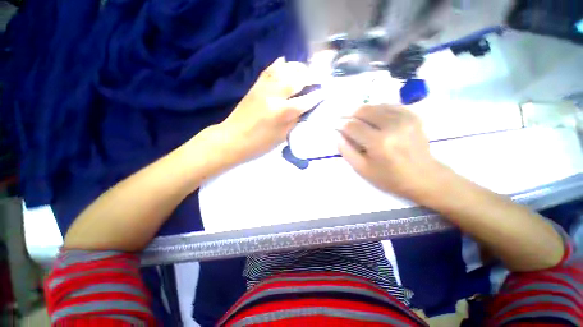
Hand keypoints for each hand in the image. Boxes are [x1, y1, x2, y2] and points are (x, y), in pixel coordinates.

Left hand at [217, 57, 321, 164]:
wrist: (233, 139)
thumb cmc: (259, 143)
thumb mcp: (282, 136)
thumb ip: (295, 120)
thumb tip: (305, 108)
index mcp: (282, 112)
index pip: (306, 100)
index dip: (317, 95)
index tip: (325, 92)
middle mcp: (274, 95)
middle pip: (297, 78)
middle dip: (311, 76)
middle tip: (318, 78)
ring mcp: (264, 87)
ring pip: (285, 69)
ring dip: (298, 68)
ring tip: (305, 71)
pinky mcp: (255, 85)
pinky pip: (269, 70)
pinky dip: (279, 64)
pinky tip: (285, 63)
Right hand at [338, 104, 448, 201]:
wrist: (424, 177)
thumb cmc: (390, 177)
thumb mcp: (362, 169)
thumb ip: (346, 151)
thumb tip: (338, 135)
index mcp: (379, 142)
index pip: (352, 125)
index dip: (340, 124)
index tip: (335, 126)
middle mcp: (392, 125)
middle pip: (363, 110)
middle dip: (349, 114)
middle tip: (345, 121)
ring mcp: (404, 118)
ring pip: (374, 105)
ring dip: (362, 112)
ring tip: (358, 121)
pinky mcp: (412, 115)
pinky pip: (388, 105)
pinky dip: (377, 110)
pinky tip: (374, 119)